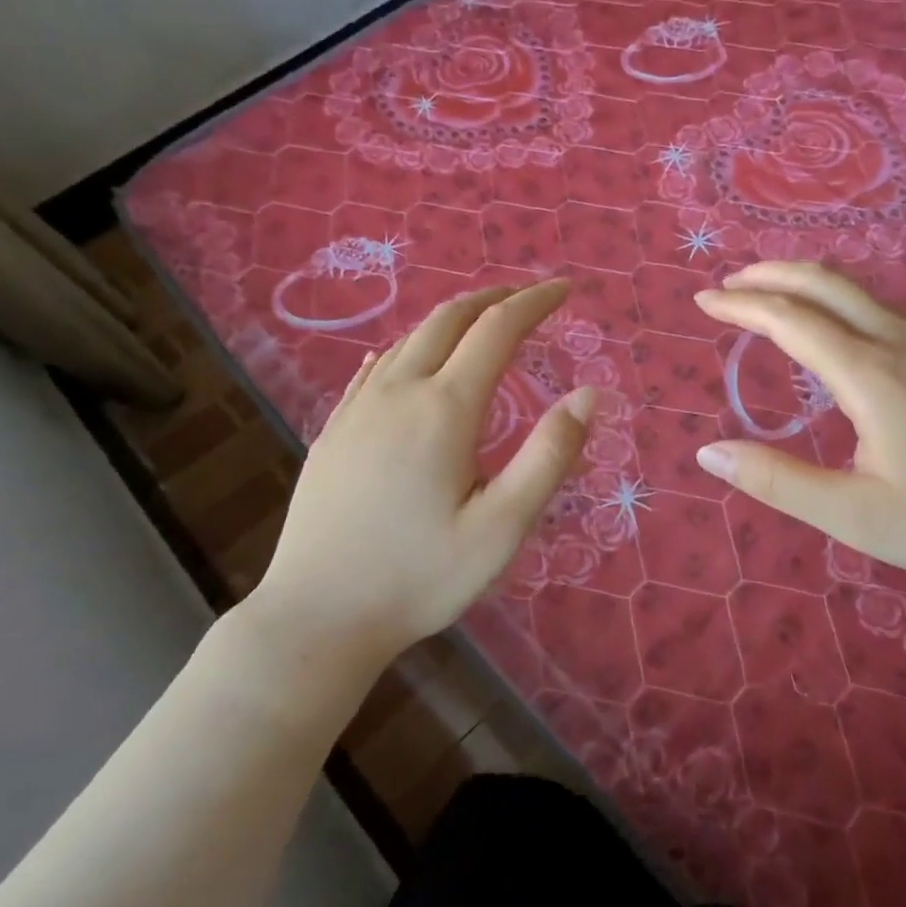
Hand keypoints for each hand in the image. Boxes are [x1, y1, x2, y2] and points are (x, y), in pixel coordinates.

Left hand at [245, 280, 593, 670]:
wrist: (316, 617)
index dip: (535, 302)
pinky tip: (411, 360)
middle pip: (449, 319)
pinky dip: (410, 347)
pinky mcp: (334, 432)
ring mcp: (357, 409)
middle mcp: (398, 392)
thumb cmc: (420, 577)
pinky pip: (377, 367)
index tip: (565, 289)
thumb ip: (549, 455)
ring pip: (410, 339)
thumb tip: (589, 395)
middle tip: (528, 297)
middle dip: (494, 298)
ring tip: (483, 324)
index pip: (497, 330)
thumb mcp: (502, 526)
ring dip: (453, 319)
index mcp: (444, 409)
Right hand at [693, 262, 905, 595]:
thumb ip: (778, 481)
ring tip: (775, 298)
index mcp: (872, 375)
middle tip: (732, 283)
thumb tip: (708, 454)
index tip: (704, 300)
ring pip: (862, 294)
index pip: (791, 320)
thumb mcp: (855, 516)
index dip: (742, 306)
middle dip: (773, 274)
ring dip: (810, 285)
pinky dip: (843, 305)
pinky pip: (888, 313)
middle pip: (828, 283)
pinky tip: (842, 335)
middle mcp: (902, 344)